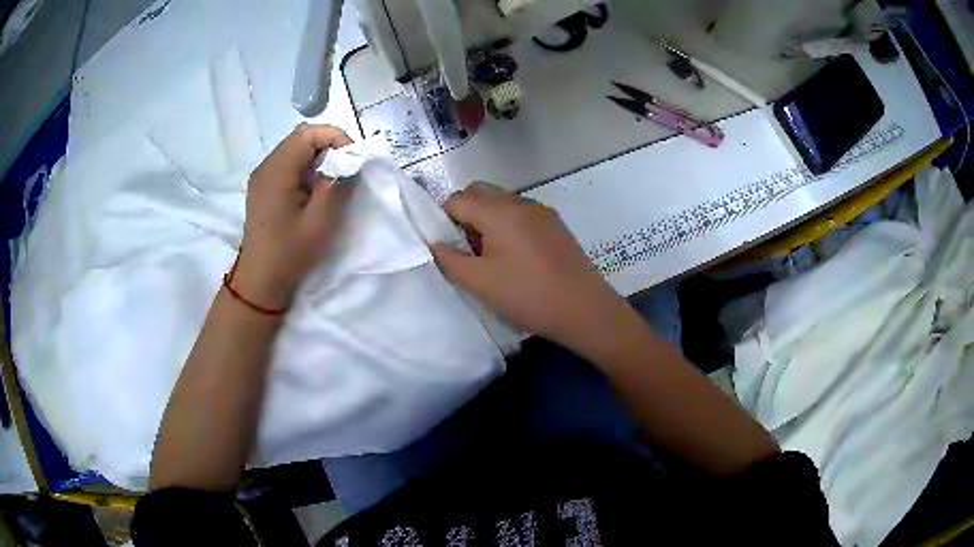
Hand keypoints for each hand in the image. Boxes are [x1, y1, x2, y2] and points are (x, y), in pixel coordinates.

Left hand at [233, 124, 353, 309]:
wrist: (260, 281)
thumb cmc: (290, 253)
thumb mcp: (320, 220)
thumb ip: (337, 184)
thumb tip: (348, 161)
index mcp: (277, 171)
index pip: (308, 133)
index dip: (335, 137)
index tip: (352, 160)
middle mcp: (266, 167)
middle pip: (300, 138)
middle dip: (329, 146)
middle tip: (347, 169)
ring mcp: (262, 177)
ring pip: (295, 150)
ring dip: (318, 157)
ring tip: (333, 180)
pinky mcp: (263, 188)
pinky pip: (287, 164)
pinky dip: (306, 168)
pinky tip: (314, 190)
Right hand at [431, 182, 637, 355]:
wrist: (584, 309)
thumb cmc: (527, 295)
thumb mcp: (479, 282)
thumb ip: (448, 259)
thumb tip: (434, 243)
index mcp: (498, 210)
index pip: (457, 199)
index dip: (443, 220)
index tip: (448, 247)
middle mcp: (519, 201)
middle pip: (480, 192)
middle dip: (465, 213)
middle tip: (466, 248)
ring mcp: (541, 211)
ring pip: (502, 201)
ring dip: (487, 218)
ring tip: (490, 255)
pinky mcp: (555, 224)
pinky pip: (521, 213)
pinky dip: (508, 224)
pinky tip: (515, 256)